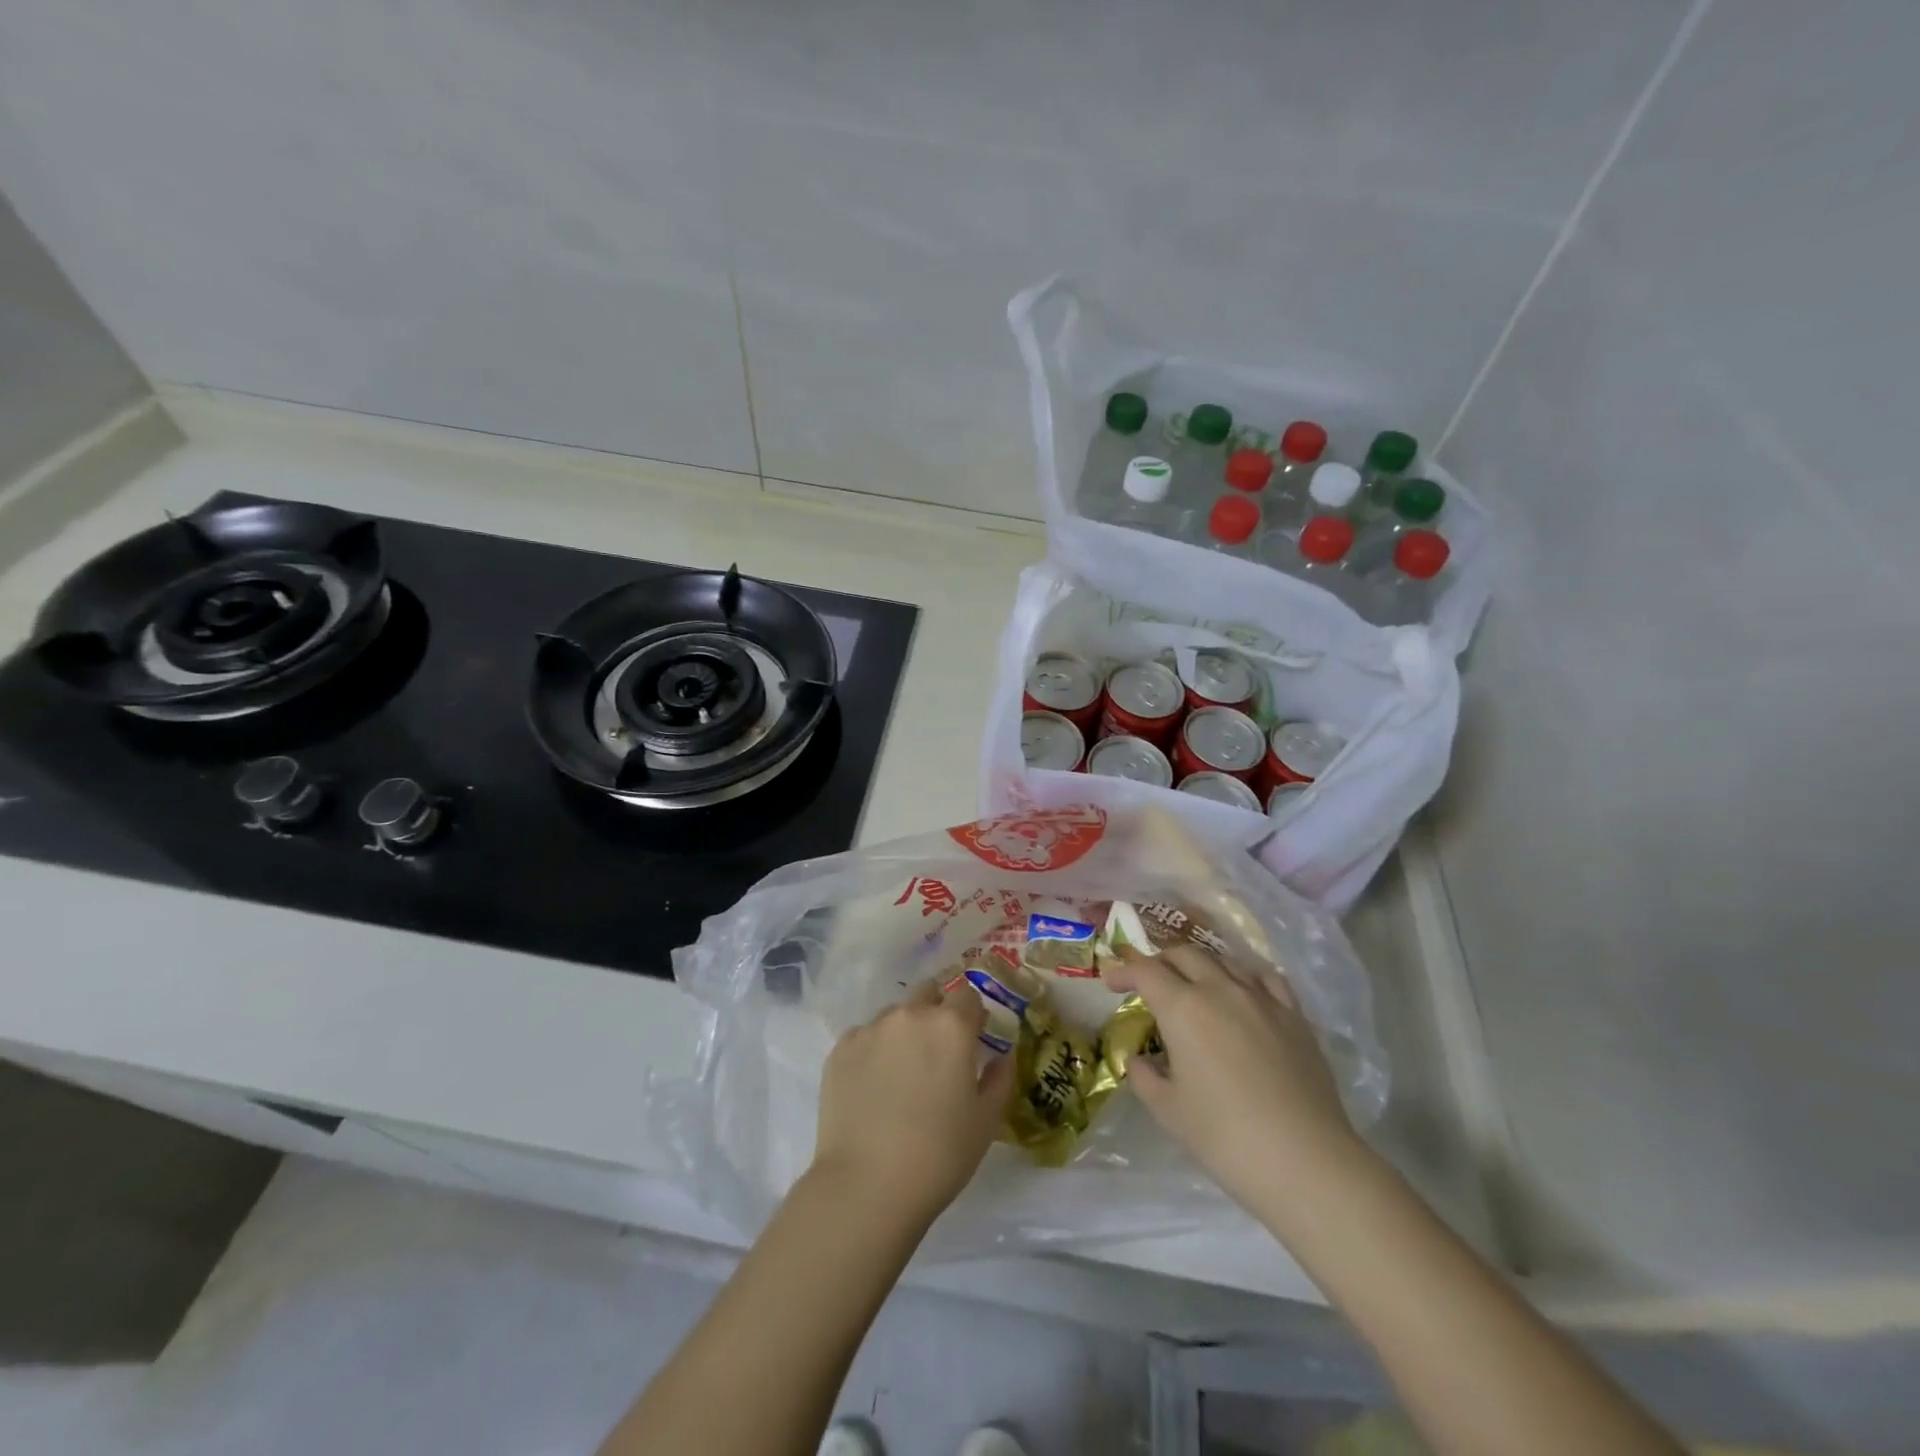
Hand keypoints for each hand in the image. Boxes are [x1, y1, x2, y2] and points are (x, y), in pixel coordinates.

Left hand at [809, 979, 1012, 1225]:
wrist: (866, 1185)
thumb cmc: (939, 1154)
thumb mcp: (986, 1122)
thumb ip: (1000, 1079)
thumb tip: (1001, 1056)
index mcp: (951, 1026)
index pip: (967, 994)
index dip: (972, 1014)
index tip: (972, 1038)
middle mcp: (910, 1015)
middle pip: (928, 994)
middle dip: (936, 1013)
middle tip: (937, 1054)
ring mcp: (871, 1029)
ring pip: (894, 1015)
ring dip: (904, 1032)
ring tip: (900, 1075)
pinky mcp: (840, 1048)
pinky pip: (864, 1037)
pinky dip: (873, 1051)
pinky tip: (872, 1087)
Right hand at [1105, 944, 1368, 1218]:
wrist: (1306, 1162)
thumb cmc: (1226, 1137)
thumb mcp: (1169, 1111)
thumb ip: (1145, 1077)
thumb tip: (1140, 1061)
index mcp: (1183, 1008)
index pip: (1146, 970)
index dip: (1124, 970)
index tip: (1111, 982)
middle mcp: (1220, 989)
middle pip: (1184, 954)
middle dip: (1160, 962)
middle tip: (1149, 983)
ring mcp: (1262, 998)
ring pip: (1224, 961)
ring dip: (1201, 966)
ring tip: (1194, 986)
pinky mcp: (1294, 1016)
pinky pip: (1265, 978)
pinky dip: (1245, 977)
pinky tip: (1244, 993)